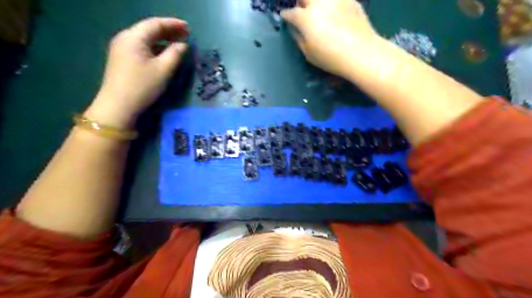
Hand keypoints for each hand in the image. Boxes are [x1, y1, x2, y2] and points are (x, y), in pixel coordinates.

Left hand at [87, 17, 187, 129]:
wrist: (118, 106)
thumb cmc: (142, 86)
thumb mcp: (163, 70)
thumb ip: (175, 54)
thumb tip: (183, 45)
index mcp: (134, 37)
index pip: (155, 24)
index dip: (173, 24)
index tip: (188, 28)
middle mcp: (125, 38)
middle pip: (149, 29)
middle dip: (168, 31)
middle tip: (186, 34)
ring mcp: (122, 49)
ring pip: (145, 39)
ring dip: (162, 40)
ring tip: (178, 43)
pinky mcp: (122, 59)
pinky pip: (142, 47)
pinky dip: (155, 48)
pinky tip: (164, 53)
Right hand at [280, 0, 379, 77]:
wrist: (361, 52)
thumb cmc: (330, 57)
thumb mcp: (308, 53)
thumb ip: (298, 38)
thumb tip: (295, 29)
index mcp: (306, 18)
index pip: (290, 13)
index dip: (286, 16)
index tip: (286, 18)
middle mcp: (319, 3)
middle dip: (300, 2)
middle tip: (302, 11)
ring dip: (316, 3)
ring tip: (319, 11)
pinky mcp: (351, 0)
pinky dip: (332, 4)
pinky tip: (335, 13)